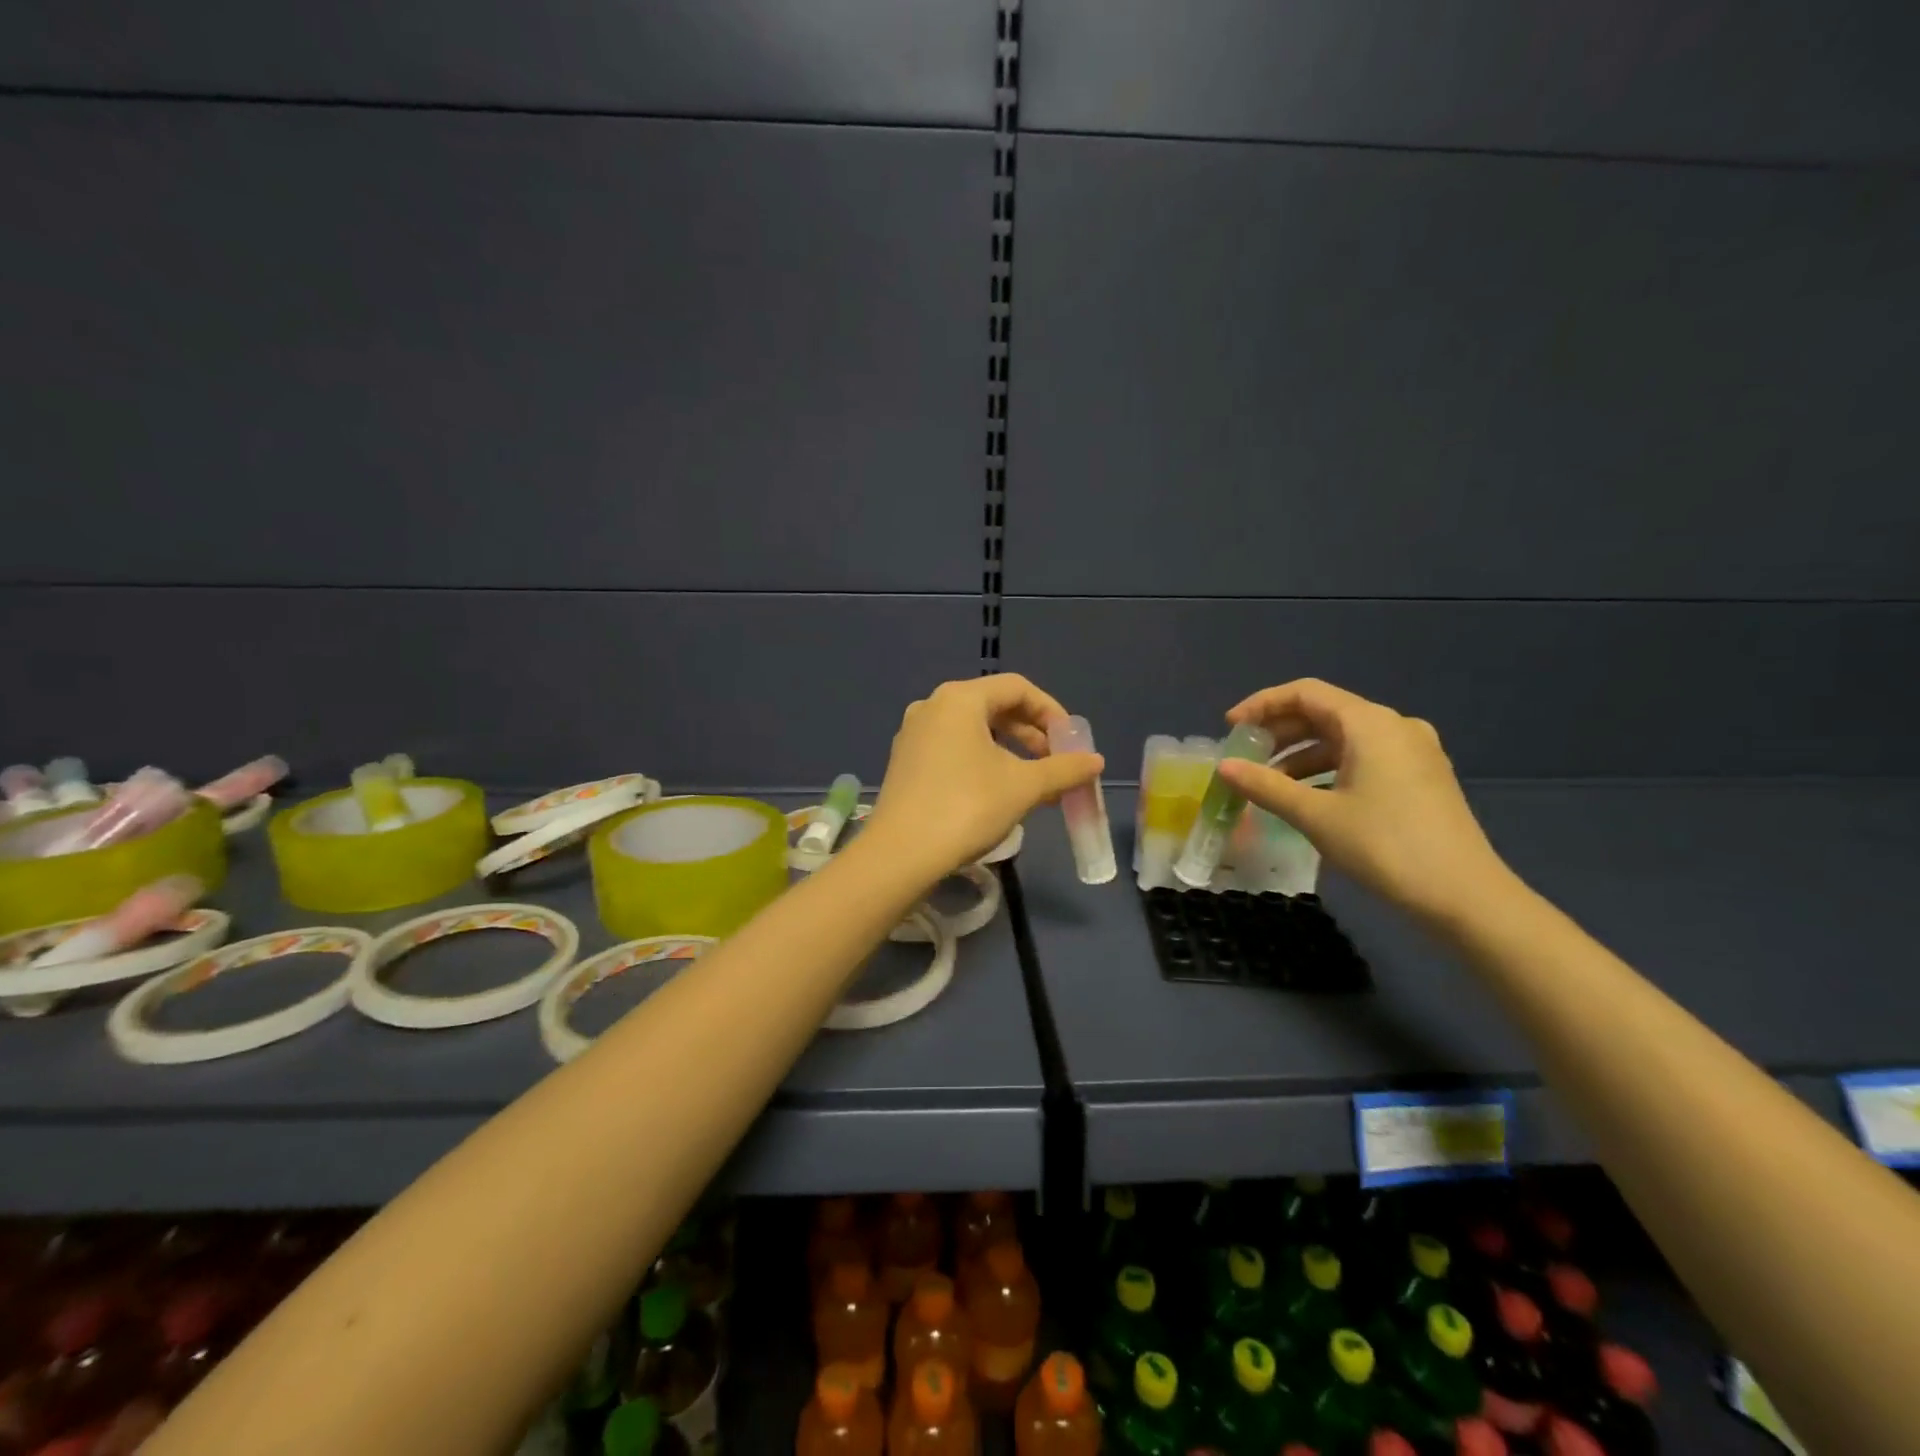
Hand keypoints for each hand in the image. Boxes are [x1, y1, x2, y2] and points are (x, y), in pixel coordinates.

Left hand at [861, 674, 1102, 883]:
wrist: (900, 855)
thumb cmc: (966, 808)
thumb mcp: (1024, 786)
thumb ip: (1064, 769)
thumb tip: (1096, 761)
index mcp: (960, 699)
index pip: (1017, 688)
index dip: (1051, 711)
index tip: (1071, 742)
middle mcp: (933, 707)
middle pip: (994, 706)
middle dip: (1031, 733)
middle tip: (1054, 763)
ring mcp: (914, 734)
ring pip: (974, 730)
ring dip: (1009, 751)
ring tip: (1033, 783)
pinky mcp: (905, 762)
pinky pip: (954, 748)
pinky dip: (982, 761)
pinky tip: (998, 792)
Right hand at [1216, 678, 1509, 923]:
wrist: (1465, 896)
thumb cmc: (1385, 846)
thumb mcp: (1315, 816)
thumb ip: (1265, 786)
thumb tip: (1223, 767)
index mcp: (1370, 723)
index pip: (1305, 693)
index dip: (1262, 705)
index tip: (1230, 728)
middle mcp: (1394, 726)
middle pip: (1325, 713)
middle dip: (1280, 732)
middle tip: (1245, 757)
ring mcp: (1413, 752)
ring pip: (1344, 738)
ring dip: (1302, 755)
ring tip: (1269, 783)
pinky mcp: (1422, 777)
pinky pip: (1363, 758)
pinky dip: (1329, 769)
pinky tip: (1308, 797)